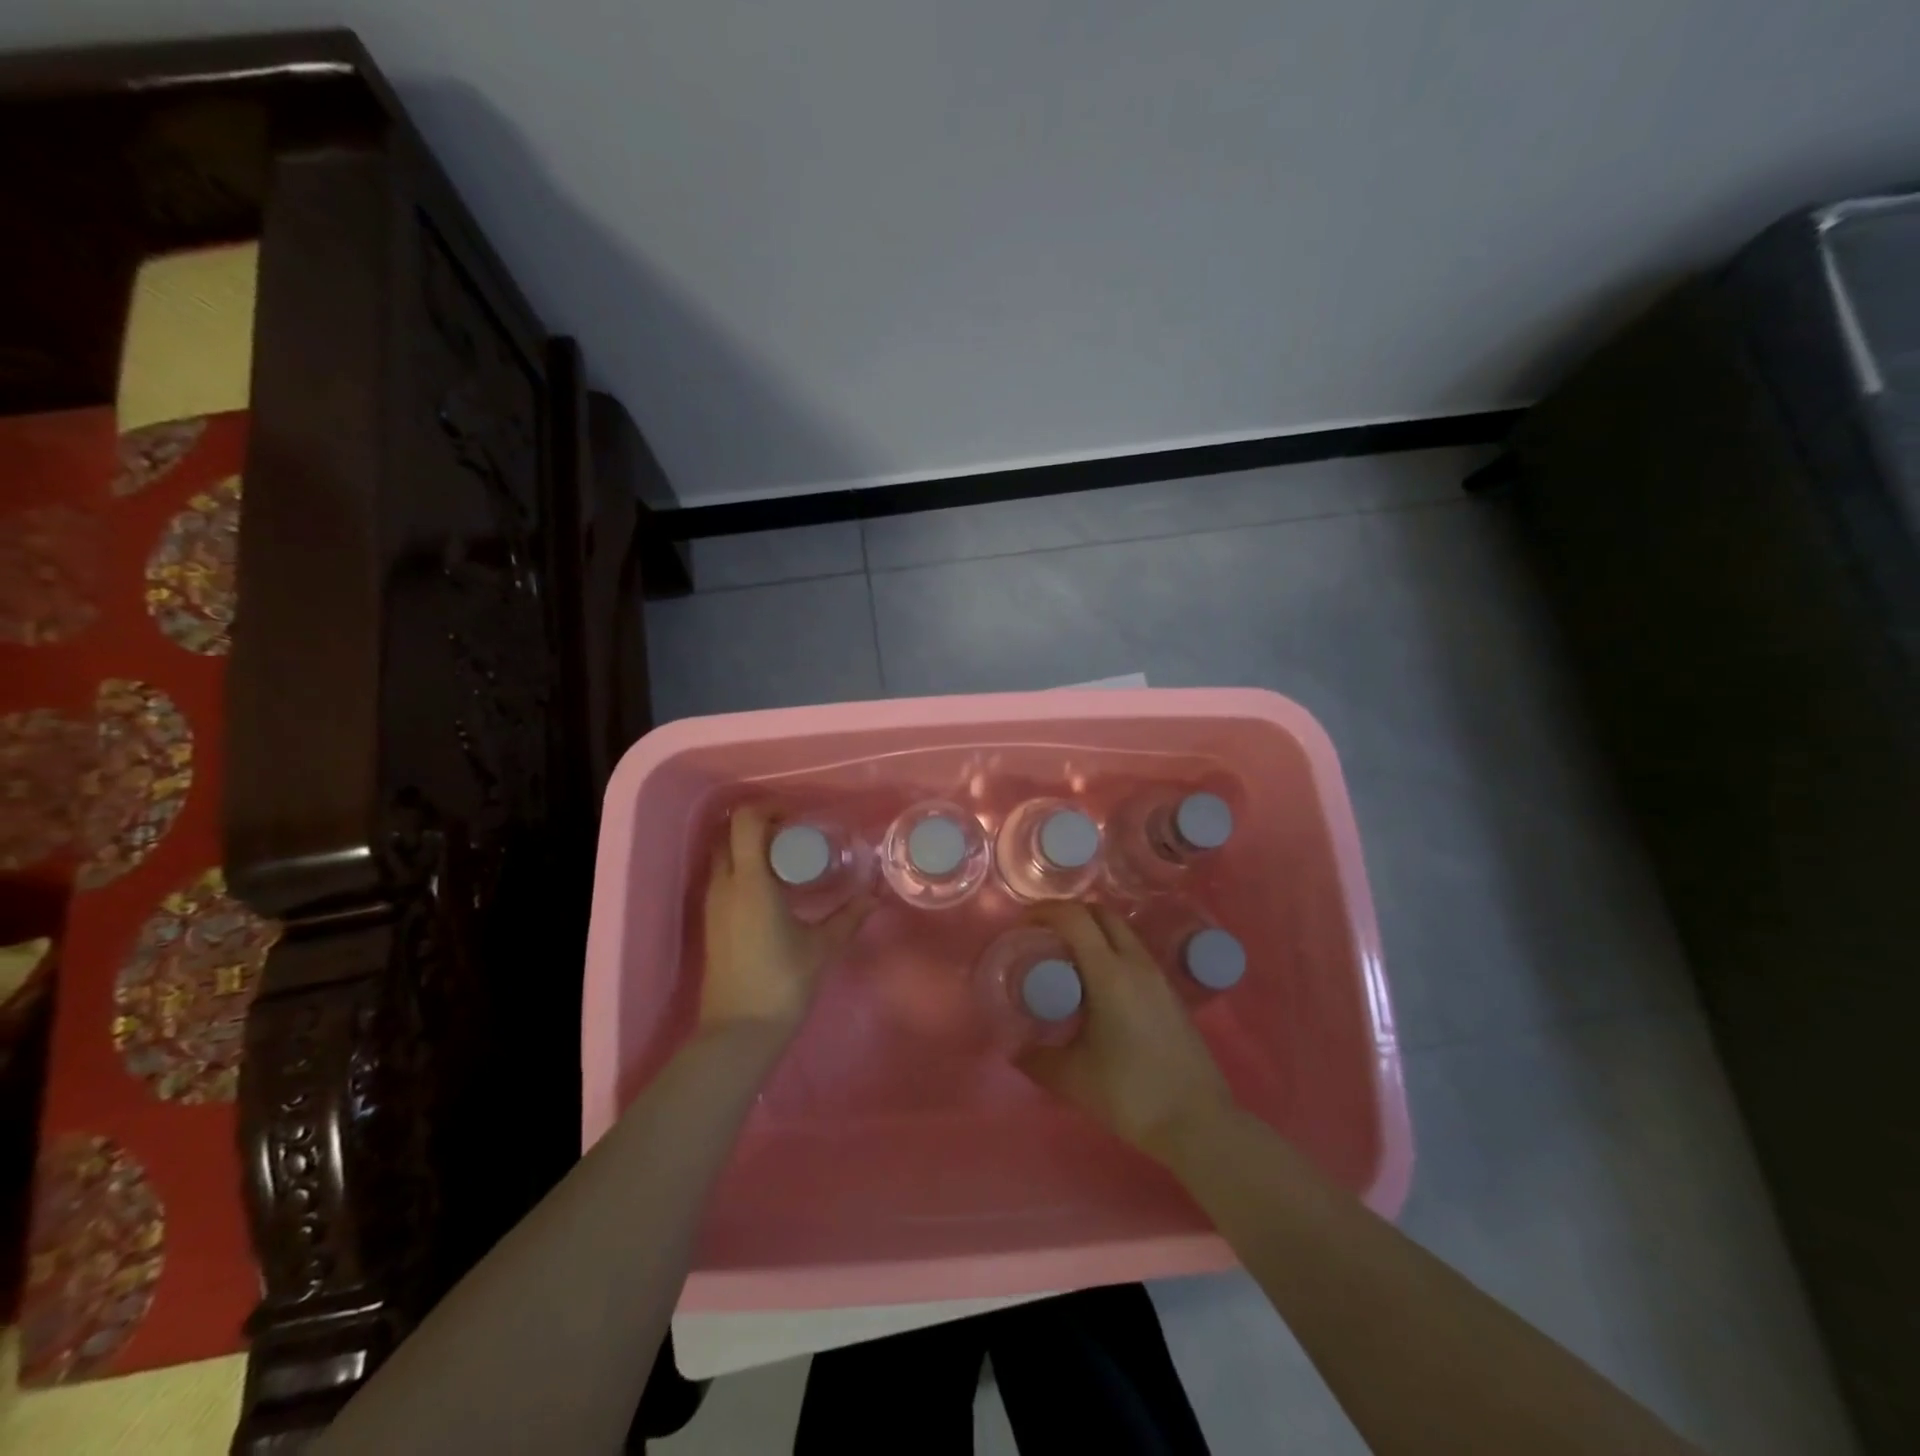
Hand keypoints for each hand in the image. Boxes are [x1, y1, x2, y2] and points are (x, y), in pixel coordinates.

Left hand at [699, 806, 875, 1043]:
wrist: (738, 1033)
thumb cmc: (782, 983)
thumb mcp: (822, 947)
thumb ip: (849, 916)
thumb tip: (875, 895)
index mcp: (750, 882)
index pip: (746, 822)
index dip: (769, 808)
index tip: (797, 816)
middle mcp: (724, 886)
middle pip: (732, 835)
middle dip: (761, 827)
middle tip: (796, 836)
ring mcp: (712, 905)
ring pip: (725, 857)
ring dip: (751, 849)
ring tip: (788, 861)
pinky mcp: (710, 923)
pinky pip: (723, 879)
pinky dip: (744, 870)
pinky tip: (774, 890)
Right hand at [1016, 903, 1235, 1162]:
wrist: (1198, 1122)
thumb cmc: (1131, 1094)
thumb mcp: (1072, 1078)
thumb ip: (1036, 1059)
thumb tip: (1014, 1049)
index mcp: (1110, 973)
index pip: (1074, 918)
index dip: (1044, 911)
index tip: (1022, 927)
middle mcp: (1136, 963)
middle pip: (1100, 913)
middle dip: (1068, 914)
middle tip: (1043, 937)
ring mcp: (1158, 976)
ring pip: (1121, 931)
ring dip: (1091, 932)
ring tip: (1066, 960)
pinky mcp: (1170, 992)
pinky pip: (1134, 952)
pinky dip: (1110, 950)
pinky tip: (1097, 986)